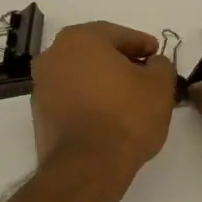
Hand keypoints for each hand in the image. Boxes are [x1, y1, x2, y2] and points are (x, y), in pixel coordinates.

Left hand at [30, 22, 176, 178]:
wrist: (87, 166)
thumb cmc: (126, 116)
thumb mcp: (160, 85)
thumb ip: (161, 65)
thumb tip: (153, 64)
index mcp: (80, 38)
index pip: (119, 34)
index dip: (143, 44)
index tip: (157, 55)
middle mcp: (54, 55)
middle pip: (96, 52)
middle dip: (120, 61)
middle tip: (144, 75)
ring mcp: (42, 85)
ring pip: (81, 75)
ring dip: (103, 82)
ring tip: (128, 99)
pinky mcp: (40, 114)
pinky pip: (71, 97)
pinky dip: (89, 100)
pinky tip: (108, 115)